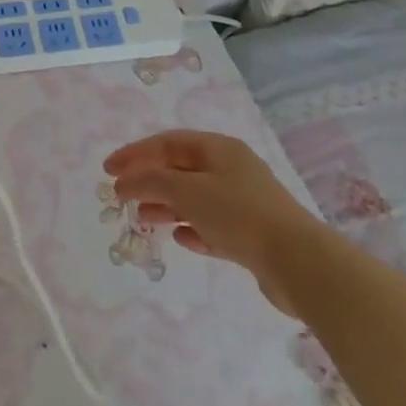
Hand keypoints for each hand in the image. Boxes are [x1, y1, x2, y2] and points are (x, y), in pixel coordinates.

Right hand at [105, 130, 323, 315]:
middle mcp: (231, 169)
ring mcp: (243, 202)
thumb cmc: (238, 214)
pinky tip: (180, 238)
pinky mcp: (251, 234)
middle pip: (180, 169)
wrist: (298, 262)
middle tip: (121, 196)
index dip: (134, 153)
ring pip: (194, 198)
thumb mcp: (186, 191)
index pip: (167, 143)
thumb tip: (123, 181)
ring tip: (143, 219)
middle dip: (148, 180)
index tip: (108, 170)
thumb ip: (150, 181)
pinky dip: (192, 228)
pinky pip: (212, 225)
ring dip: (166, 205)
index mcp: (218, 149)